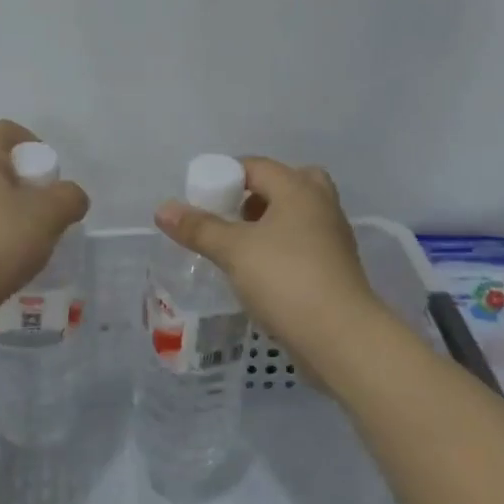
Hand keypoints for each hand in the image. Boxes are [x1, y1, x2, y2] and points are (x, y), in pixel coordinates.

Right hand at [155, 157, 380, 369]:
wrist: (341, 337)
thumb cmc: (286, 279)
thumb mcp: (233, 250)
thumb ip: (199, 228)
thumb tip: (163, 209)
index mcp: (299, 189)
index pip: (256, 166)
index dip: (225, 176)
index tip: (201, 199)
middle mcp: (321, 205)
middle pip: (288, 183)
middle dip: (257, 195)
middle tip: (232, 214)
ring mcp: (333, 238)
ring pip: (299, 216)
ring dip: (271, 223)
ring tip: (240, 245)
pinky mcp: (336, 269)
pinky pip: (305, 244)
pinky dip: (283, 248)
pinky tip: (260, 272)